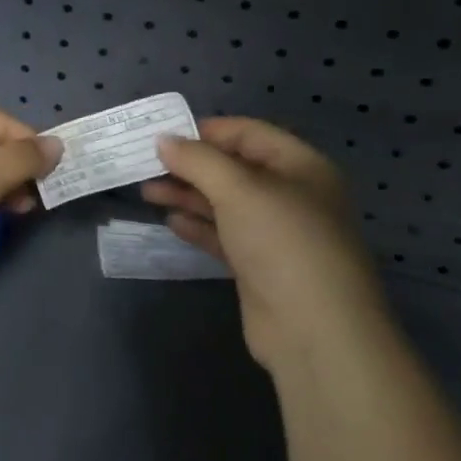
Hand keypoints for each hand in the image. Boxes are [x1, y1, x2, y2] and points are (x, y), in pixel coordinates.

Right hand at [144, 118, 387, 371]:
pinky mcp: (260, 266)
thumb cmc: (282, 241)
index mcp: (300, 166)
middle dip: (191, 166)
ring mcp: (276, 233)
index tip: (163, 136)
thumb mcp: (239, 189)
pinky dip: (199, 226)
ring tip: (148, 192)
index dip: (206, 131)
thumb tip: (163, 139)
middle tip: (146, 166)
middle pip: (234, 169)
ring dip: (188, 195)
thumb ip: (198, 160)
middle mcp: (291, 194)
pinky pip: (224, 236)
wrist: (314, 329)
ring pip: (225, 203)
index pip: (248, 133)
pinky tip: (171, 222)